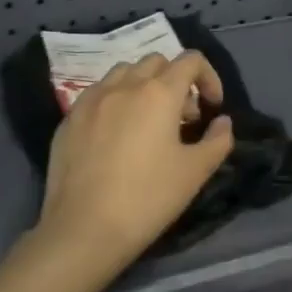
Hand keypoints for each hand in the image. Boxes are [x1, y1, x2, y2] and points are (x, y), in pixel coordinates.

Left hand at [38, 52, 234, 278]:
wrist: (82, 231)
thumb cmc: (147, 198)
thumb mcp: (195, 172)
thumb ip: (218, 140)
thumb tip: (222, 122)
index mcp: (159, 93)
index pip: (191, 61)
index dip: (208, 77)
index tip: (212, 107)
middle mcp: (124, 85)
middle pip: (157, 61)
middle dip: (176, 79)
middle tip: (182, 116)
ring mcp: (92, 100)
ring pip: (123, 72)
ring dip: (143, 85)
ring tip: (147, 120)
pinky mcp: (69, 119)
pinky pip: (97, 94)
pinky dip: (115, 101)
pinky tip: (115, 135)